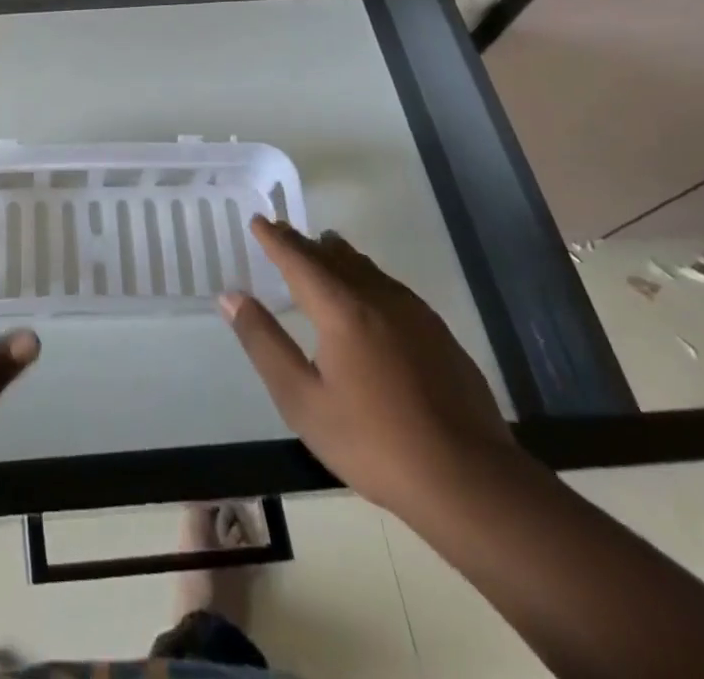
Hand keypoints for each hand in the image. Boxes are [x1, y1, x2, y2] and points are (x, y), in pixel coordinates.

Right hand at [220, 216, 517, 513]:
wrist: (471, 482)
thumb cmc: (375, 443)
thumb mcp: (303, 401)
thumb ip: (264, 344)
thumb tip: (232, 297)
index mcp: (341, 310)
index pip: (299, 260)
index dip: (275, 239)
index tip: (258, 221)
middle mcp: (377, 298)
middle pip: (333, 257)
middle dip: (303, 243)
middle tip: (282, 231)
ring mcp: (414, 314)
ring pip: (366, 268)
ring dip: (338, 255)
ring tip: (323, 247)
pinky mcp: (438, 334)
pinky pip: (390, 287)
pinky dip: (366, 276)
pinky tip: (370, 292)